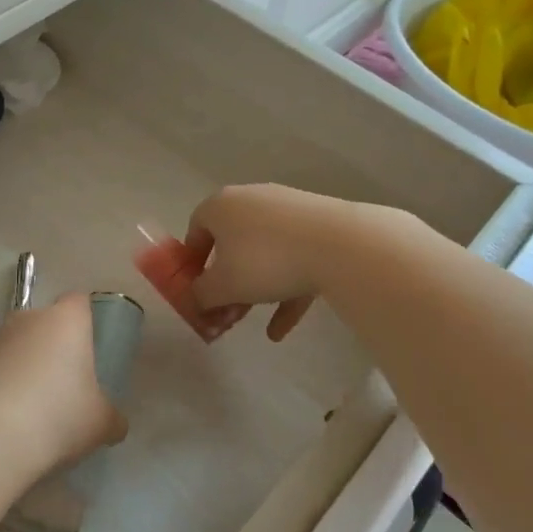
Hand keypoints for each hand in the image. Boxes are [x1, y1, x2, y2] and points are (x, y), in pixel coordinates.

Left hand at [0, 294, 126, 469]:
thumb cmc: (57, 416)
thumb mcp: (100, 424)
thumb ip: (111, 417)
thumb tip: (114, 422)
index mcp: (66, 321)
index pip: (79, 301)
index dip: (85, 320)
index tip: (89, 348)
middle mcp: (28, 319)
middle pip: (44, 323)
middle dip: (52, 347)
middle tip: (62, 384)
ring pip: (15, 345)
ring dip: (23, 365)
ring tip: (30, 408)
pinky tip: (4, 418)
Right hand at [185, 184, 371, 340]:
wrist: (341, 245)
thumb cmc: (265, 260)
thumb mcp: (222, 286)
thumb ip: (200, 296)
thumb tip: (196, 301)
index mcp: (221, 206)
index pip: (195, 230)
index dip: (191, 264)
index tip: (195, 291)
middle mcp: (252, 201)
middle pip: (230, 245)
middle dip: (225, 285)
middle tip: (224, 314)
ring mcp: (288, 212)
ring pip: (263, 255)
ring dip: (254, 290)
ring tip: (250, 323)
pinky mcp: (318, 227)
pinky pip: (294, 261)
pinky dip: (285, 292)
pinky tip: (280, 330)